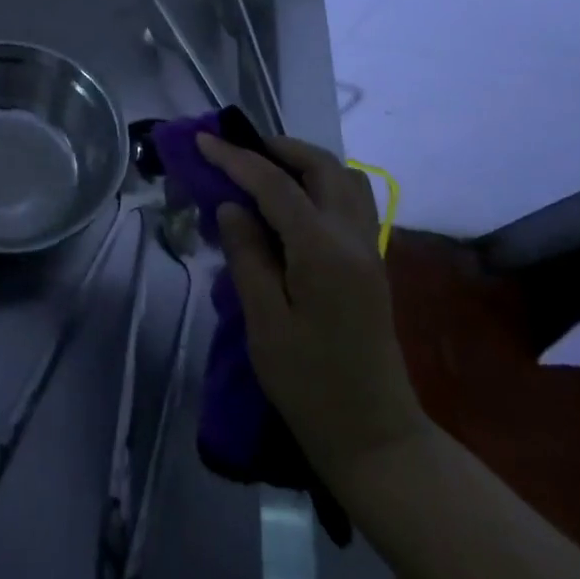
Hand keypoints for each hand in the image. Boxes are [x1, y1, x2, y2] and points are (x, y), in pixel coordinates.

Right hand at [199, 131, 427, 483]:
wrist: (376, 438)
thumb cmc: (311, 386)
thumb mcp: (265, 324)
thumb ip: (247, 256)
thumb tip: (232, 207)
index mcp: (324, 251)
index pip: (275, 185)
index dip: (236, 159)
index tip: (203, 140)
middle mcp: (353, 238)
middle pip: (321, 166)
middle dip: (277, 148)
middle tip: (236, 149)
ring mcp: (369, 248)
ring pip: (344, 177)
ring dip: (304, 162)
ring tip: (263, 169)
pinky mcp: (371, 263)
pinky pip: (350, 199)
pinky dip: (320, 183)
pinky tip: (291, 202)